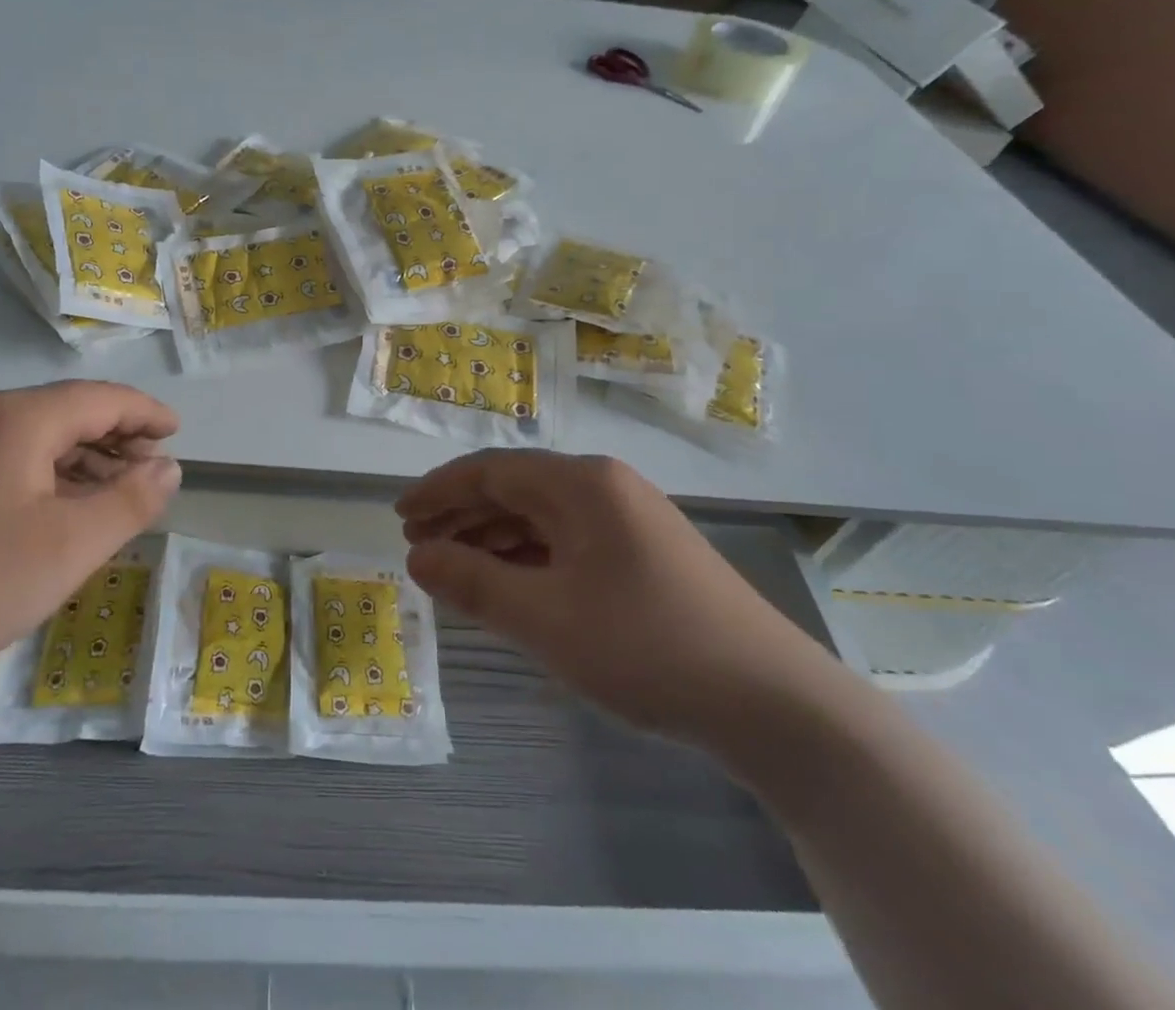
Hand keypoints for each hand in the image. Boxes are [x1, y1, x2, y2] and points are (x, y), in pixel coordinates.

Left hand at [0, 382, 181, 705]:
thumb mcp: (71, 545)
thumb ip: (131, 501)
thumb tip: (168, 467)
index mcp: (18, 418)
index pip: (101, 399)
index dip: (145, 413)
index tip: (177, 432)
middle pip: (66, 414)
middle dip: (116, 438)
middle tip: (152, 469)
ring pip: (33, 441)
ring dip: (81, 461)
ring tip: (113, 493)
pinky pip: (3, 464)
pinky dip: (45, 479)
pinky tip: (54, 514)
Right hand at [398, 450, 840, 751]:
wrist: (775, 704)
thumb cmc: (648, 648)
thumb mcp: (545, 619)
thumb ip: (474, 583)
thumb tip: (417, 557)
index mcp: (581, 483)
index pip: (491, 471)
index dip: (438, 491)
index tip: (399, 516)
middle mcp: (605, 487)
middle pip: (515, 488)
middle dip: (462, 514)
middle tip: (417, 544)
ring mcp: (630, 519)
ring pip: (541, 516)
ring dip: (493, 537)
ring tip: (452, 565)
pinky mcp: (645, 553)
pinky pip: (568, 540)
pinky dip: (529, 557)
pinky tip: (509, 582)